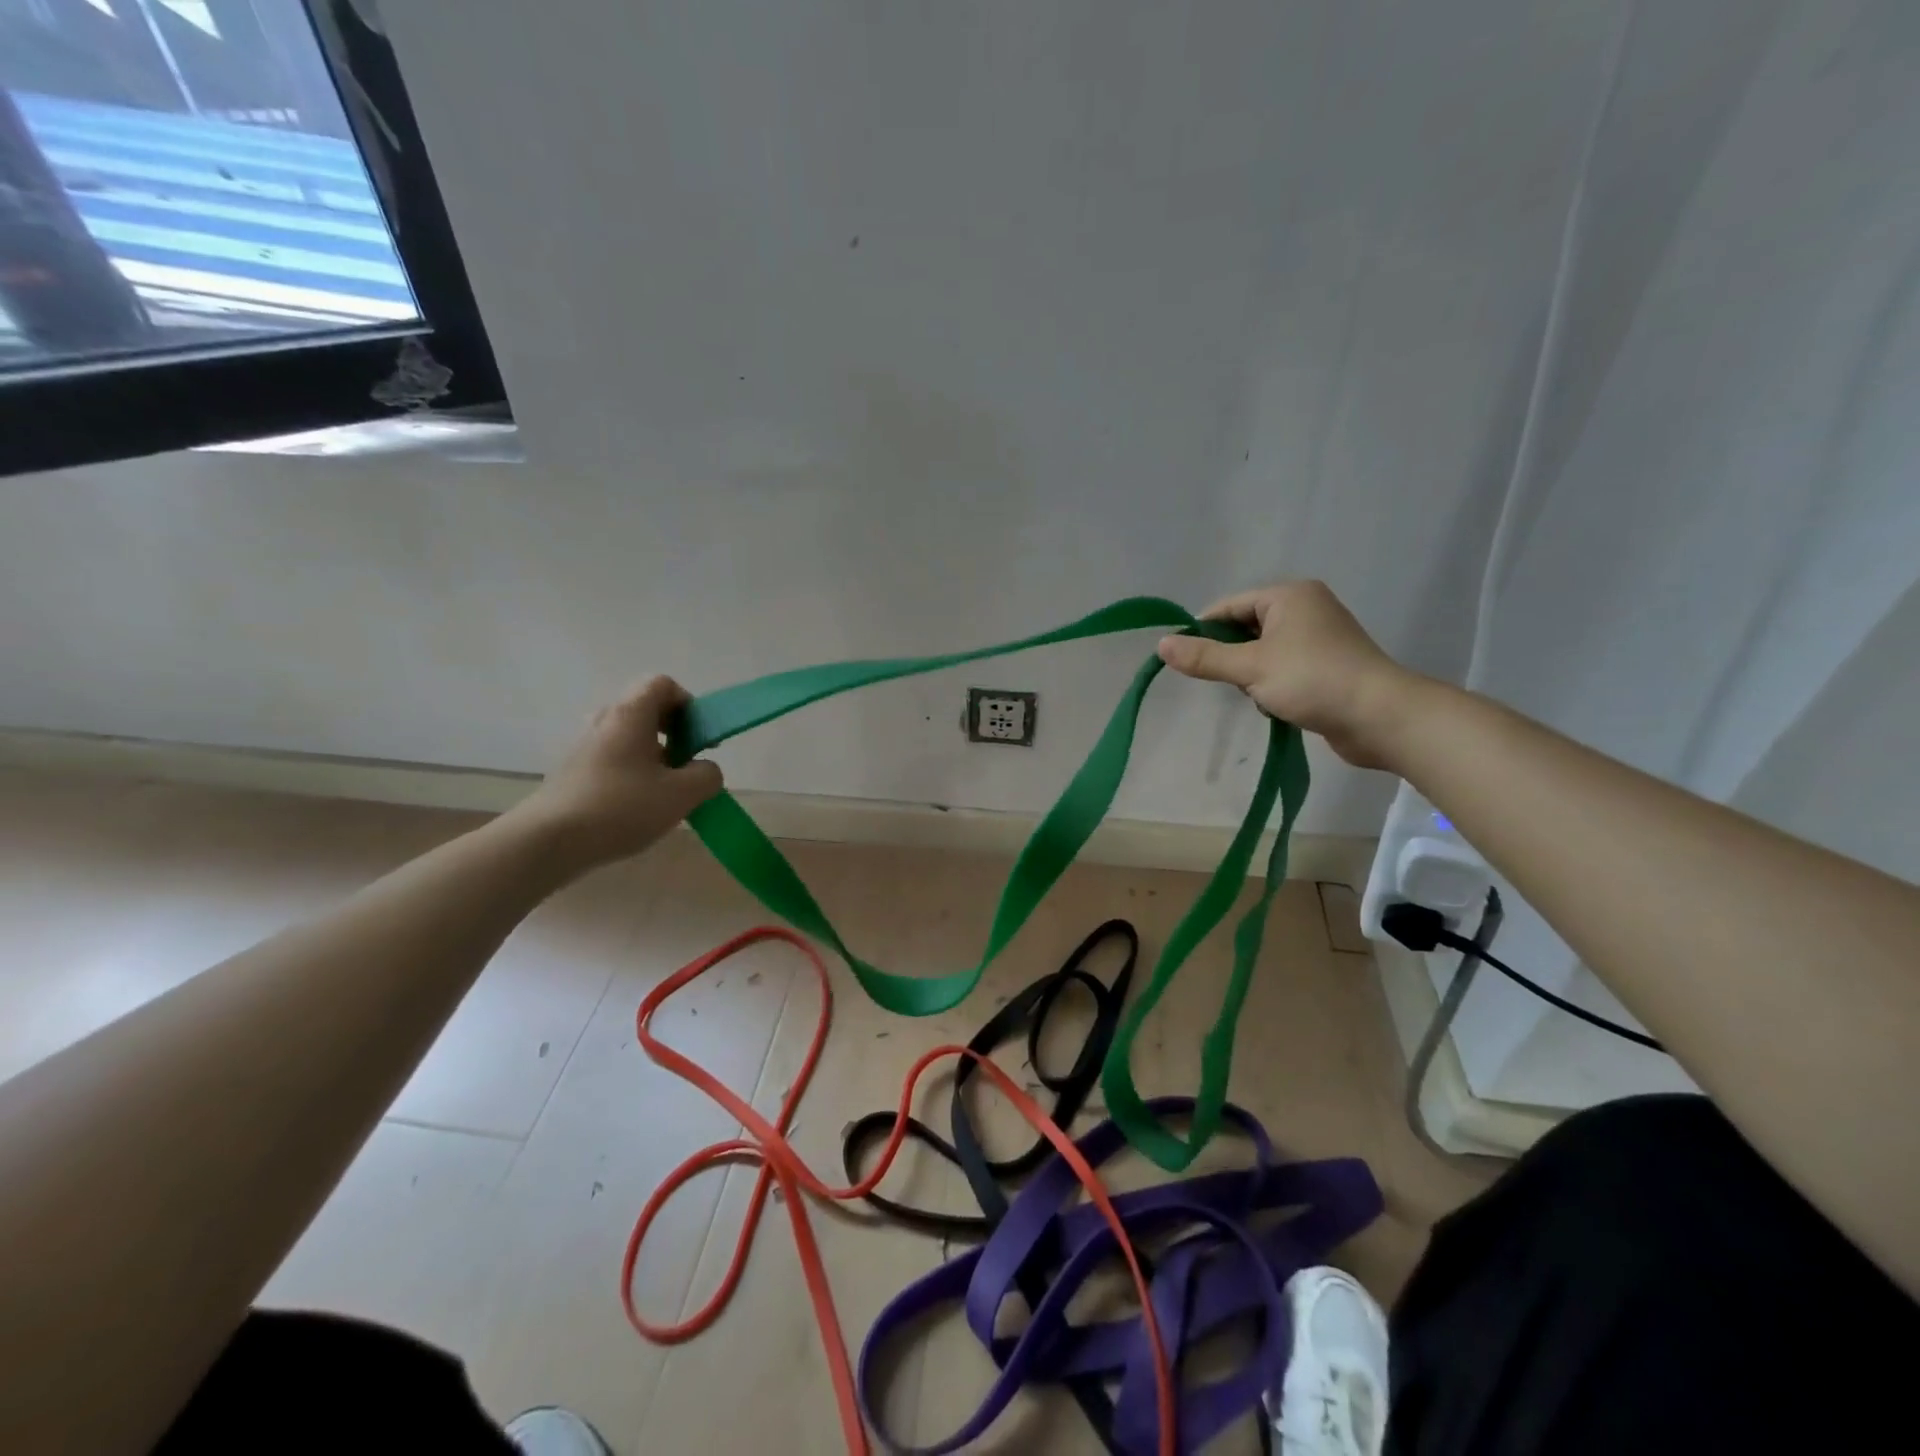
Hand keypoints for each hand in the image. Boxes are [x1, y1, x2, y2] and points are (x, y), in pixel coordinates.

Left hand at [512, 677, 723, 869]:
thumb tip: (704, 769)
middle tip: (687, 765)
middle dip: (675, 733)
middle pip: (647, 710)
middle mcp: (605, 721)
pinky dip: (633, 773)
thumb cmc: (621, 807)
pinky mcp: (574, 772)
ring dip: (655, 757)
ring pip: (630, 738)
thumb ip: (707, 775)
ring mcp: (584, 746)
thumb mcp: (682, 794)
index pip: (663, 685)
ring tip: (665, 792)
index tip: (699, 738)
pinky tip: (637, 808)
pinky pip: (613, 760)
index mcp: (631, 715)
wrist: (549, 841)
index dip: (688, 705)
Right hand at [1157, 581, 1417, 769]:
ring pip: (1263, 651)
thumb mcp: (1251, 668)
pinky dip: (1273, 684)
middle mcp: (1305, 608)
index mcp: (1288, 596)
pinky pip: (1283, 667)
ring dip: (1253, 675)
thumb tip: (1161, 645)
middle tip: (1229, 681)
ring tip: (1260, 695)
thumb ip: (1205, 657)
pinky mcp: (1328, 664)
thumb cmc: (1313, 680)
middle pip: (1245, 627)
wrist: (1381, 717)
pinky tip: (1277, 704)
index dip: (1203, 631)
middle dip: (1232, 657)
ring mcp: (1319, 637)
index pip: (1229, 606)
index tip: (1184, 660)